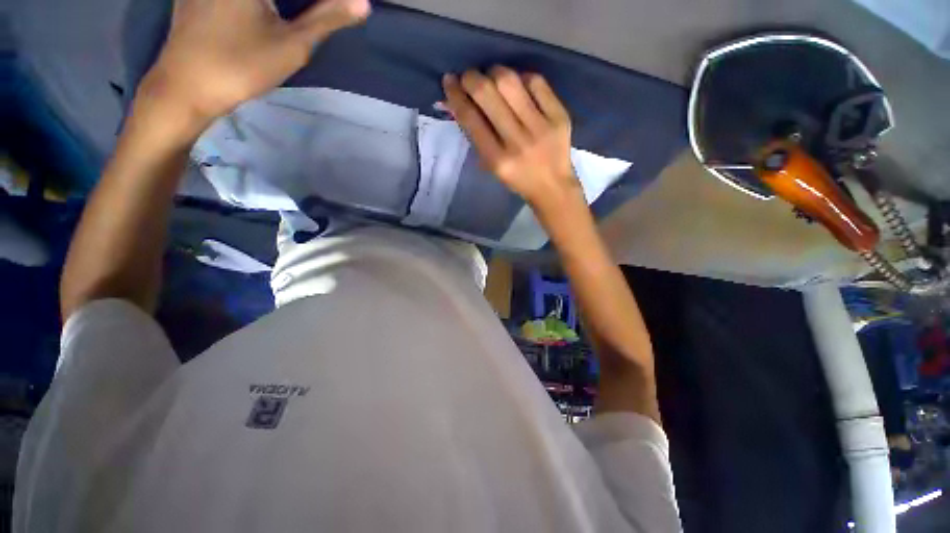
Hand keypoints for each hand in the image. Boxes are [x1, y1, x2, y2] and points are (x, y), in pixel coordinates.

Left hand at [139, 0, 369, 135]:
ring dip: (284, 6)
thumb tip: (362, 3)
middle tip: (321, 16)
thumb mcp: (292, 45)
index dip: (321, 3)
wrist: (187, 86)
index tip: (333, 11)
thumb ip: (327, 19)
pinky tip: (261, 19)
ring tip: (304, 17)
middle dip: (305, 5)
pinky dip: (263, 6)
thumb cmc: (241, 65)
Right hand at [442, 67, 579, 209]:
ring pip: (510, 81)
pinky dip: (521, 78)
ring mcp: (541, 126)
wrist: (553, 187)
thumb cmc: (517, 179)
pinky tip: (518, 84)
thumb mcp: (492, 166)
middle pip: (487, 93)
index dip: (455, 95)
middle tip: (469, 77)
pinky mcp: (559, 115)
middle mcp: (518, 141)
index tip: (450, 81)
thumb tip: (459, 101)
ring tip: (492, 78)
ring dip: (494, 72)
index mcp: (498, 160)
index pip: (471, 118)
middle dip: (471, 78)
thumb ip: (477, 137)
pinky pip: (536, 82)